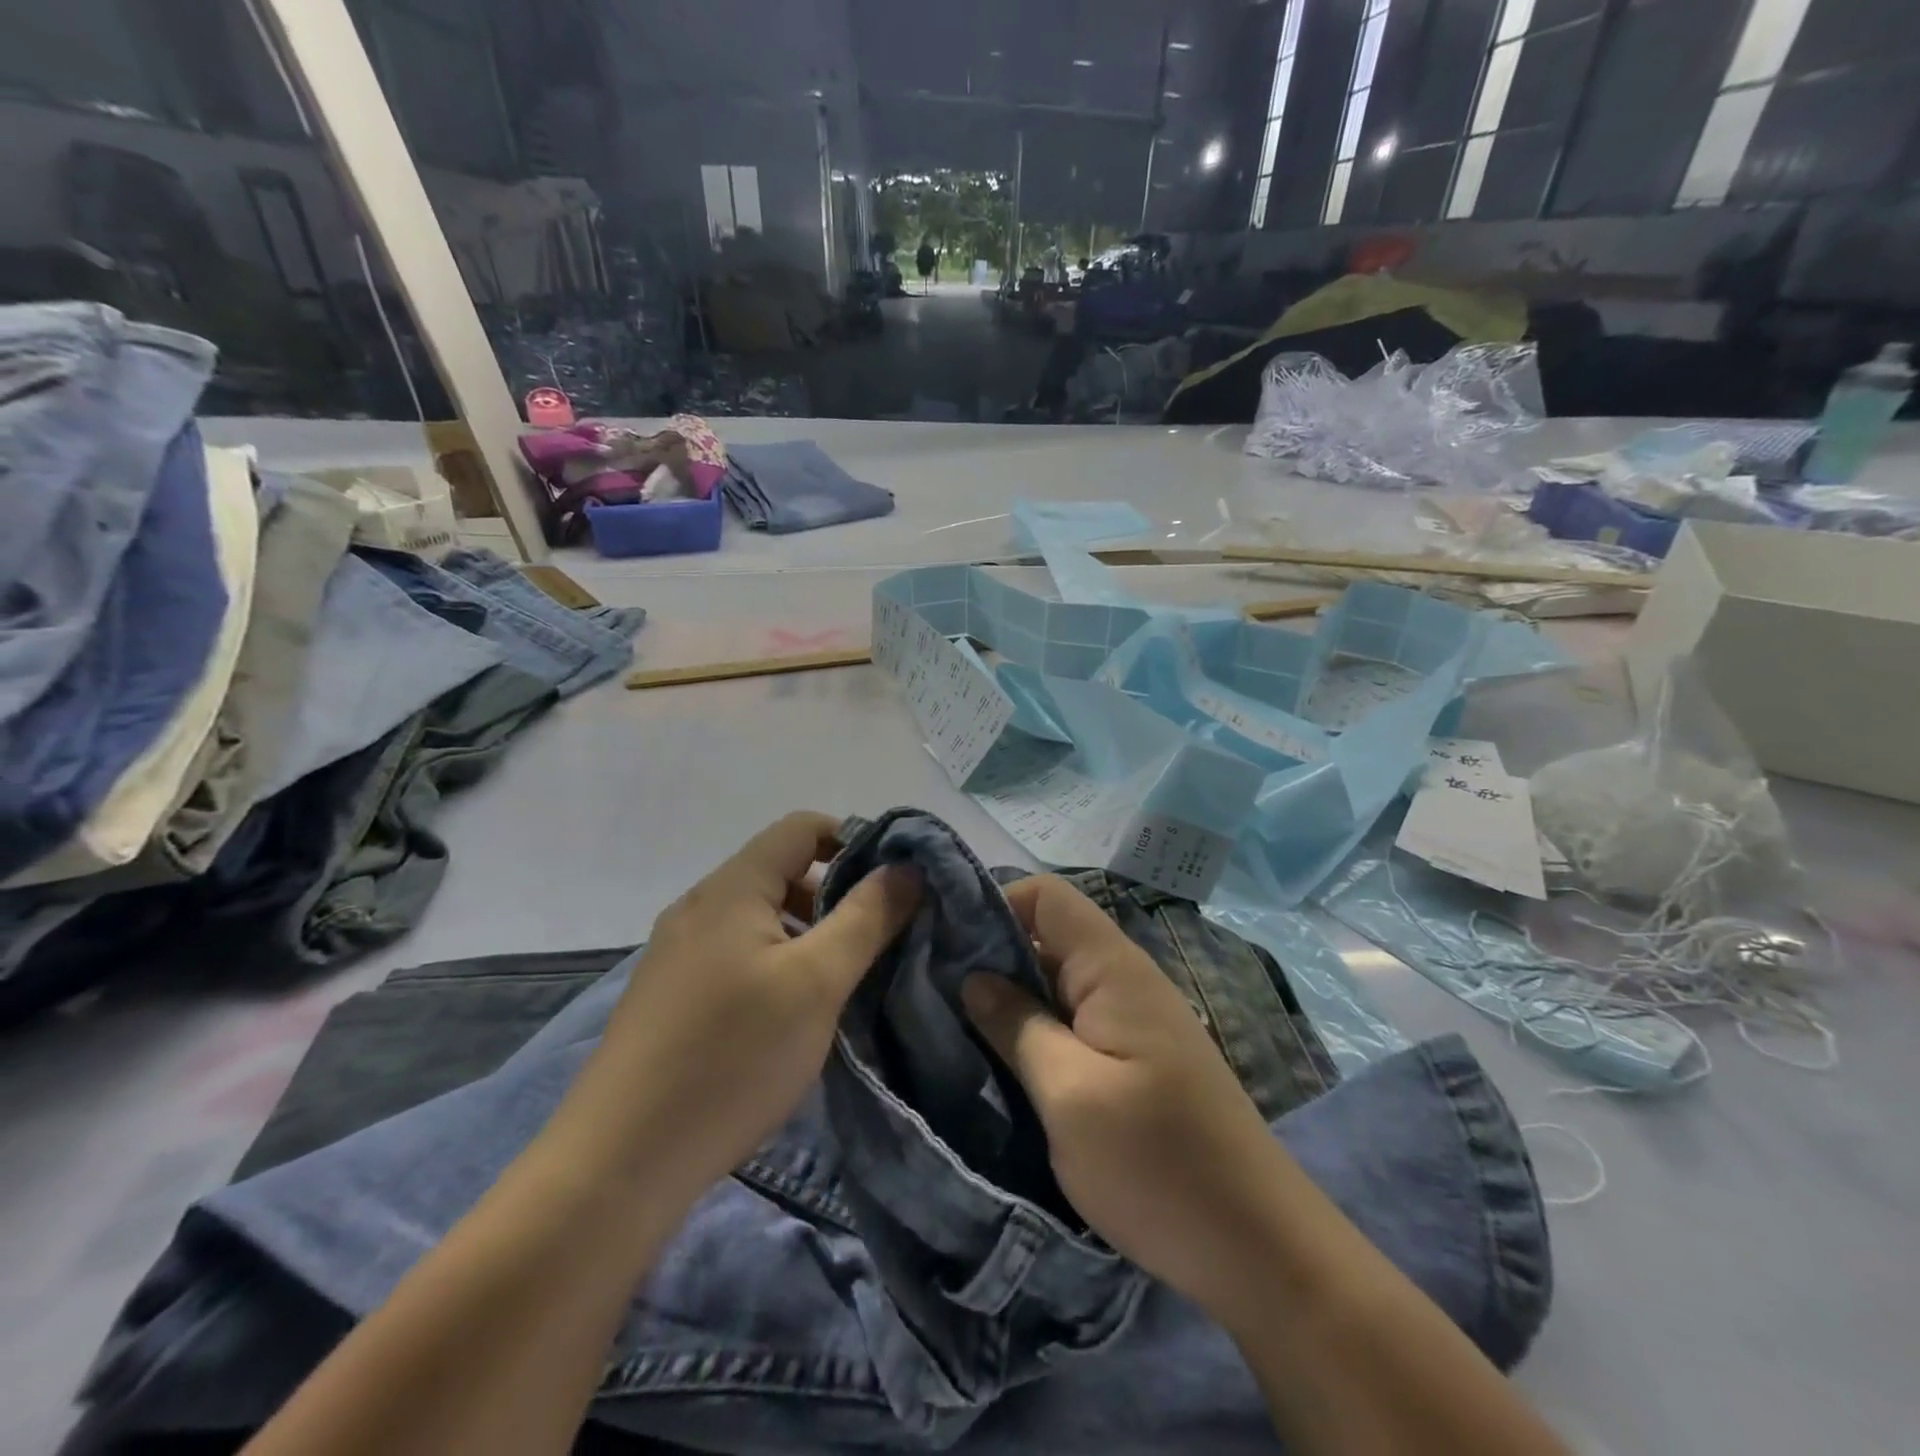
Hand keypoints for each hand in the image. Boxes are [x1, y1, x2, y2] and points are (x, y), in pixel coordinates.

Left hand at [552, 812, 919, 1205]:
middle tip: (876, 940)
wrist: (618, 1163)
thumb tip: (906, 867)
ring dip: (808, 934)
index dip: (854, 840)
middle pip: (781, 871)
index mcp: (730, 888)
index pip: (802, 828)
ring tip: (840, 982)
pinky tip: (792, 1016)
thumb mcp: (816, 982)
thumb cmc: (731, 1056)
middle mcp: (699, 907)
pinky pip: (737, 955)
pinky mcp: (670, 996)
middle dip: (836, 895)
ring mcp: (678, 953)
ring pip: (760, 918)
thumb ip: (866, 917)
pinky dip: (776, 964)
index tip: (893, 884)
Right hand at [960, 875, 1290, 1321]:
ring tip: (954, 1023)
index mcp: (1112, 968)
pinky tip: (1002, 1058)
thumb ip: (1017, 1026)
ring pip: (1058, 980)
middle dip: (991, 953)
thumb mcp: (1070, 1095)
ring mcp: (1133, 1017)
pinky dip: (1036, 1027)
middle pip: (1048, 934)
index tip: (943, 940)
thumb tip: (972, 977)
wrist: (1258, 1246)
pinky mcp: (1135, 1055)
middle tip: (931, 988)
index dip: (994, 903)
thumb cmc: (1157, 1164)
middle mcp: (1125, 978)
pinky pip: (1075, 1018)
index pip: (1046, 896)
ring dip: (1010, 995)